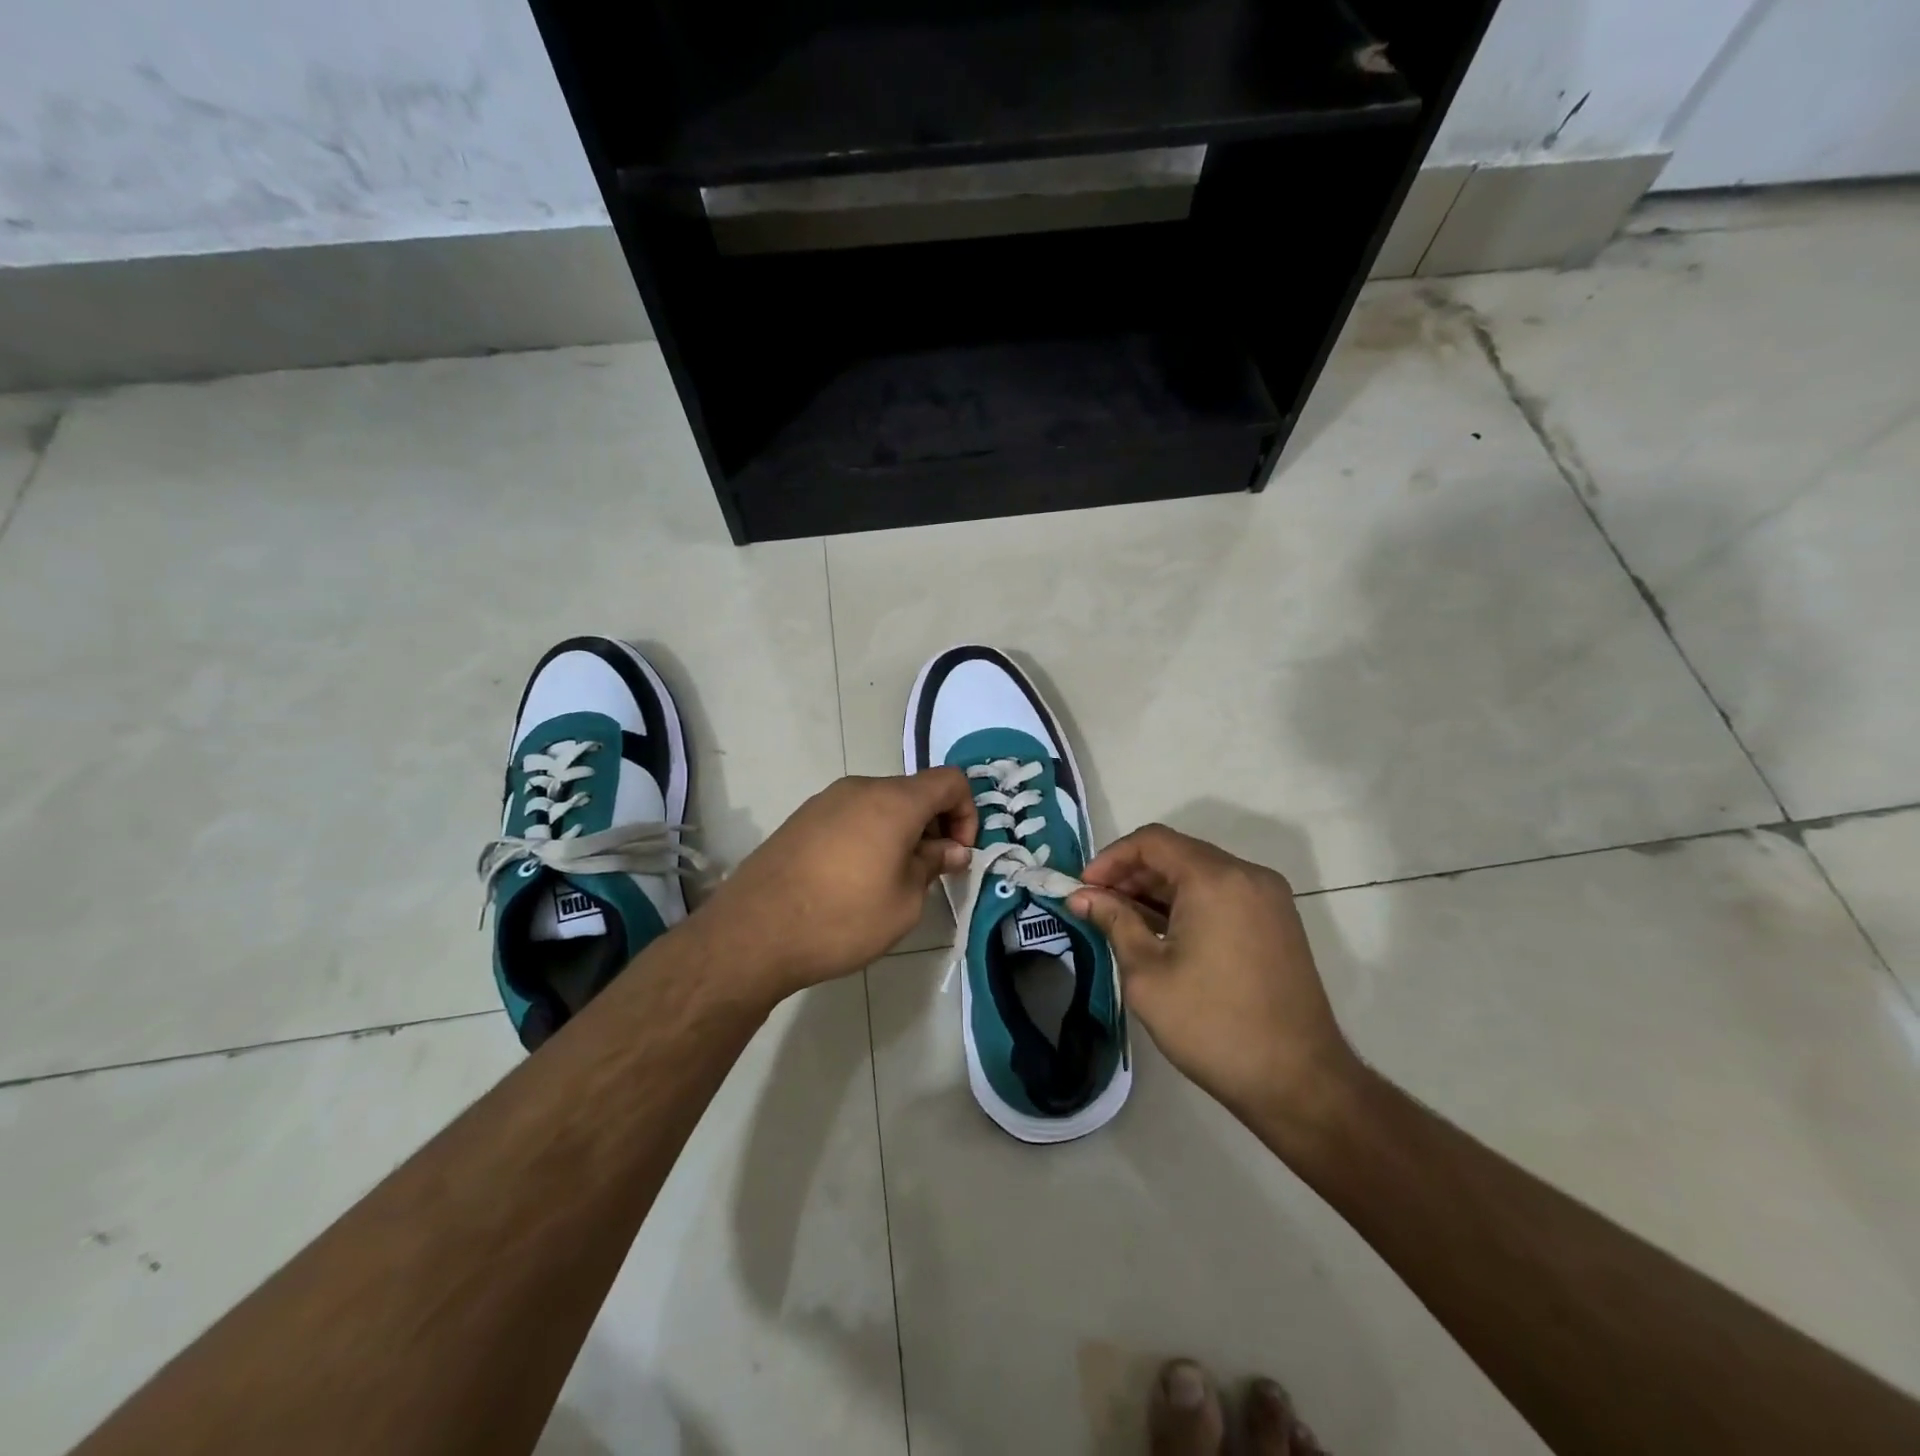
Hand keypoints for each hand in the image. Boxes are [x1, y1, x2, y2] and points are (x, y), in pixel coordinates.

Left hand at [692, 770, 976, 1001]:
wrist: (753, 933)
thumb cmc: (842, 918)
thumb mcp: (904, 902)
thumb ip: (933, 865)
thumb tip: (951, 848)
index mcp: (893, 801)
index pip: (950, 780)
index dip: (967, 813)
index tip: (957, 854)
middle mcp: (860, 788)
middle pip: (914, 791)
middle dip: (934, 825)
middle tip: (930, 871)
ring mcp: (826, 801)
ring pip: (881, 804)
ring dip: (901, 832)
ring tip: (891, 879)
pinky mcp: (802, 819)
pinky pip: (851, 816)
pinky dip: (869, 835)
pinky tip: (854, 879)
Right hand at [1067, 824, 1362, 1128]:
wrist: (1299, 1082)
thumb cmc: (1213, 1025)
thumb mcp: (1148, 975)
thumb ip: (1114, 922)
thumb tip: (1082, 897)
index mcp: (1215, 879)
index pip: (1152, 841)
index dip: (1110, 858)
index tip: (1083, 889)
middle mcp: (1247, 875)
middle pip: (1177, 853)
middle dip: (1131, 874)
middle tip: (1097, 907)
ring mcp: (1268, 898)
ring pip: (1200, 873)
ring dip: (1158, 890)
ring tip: (1123, 922)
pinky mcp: (1277, 922)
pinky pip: (1222, 894)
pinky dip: (1188, 903)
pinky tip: (1162, 934)